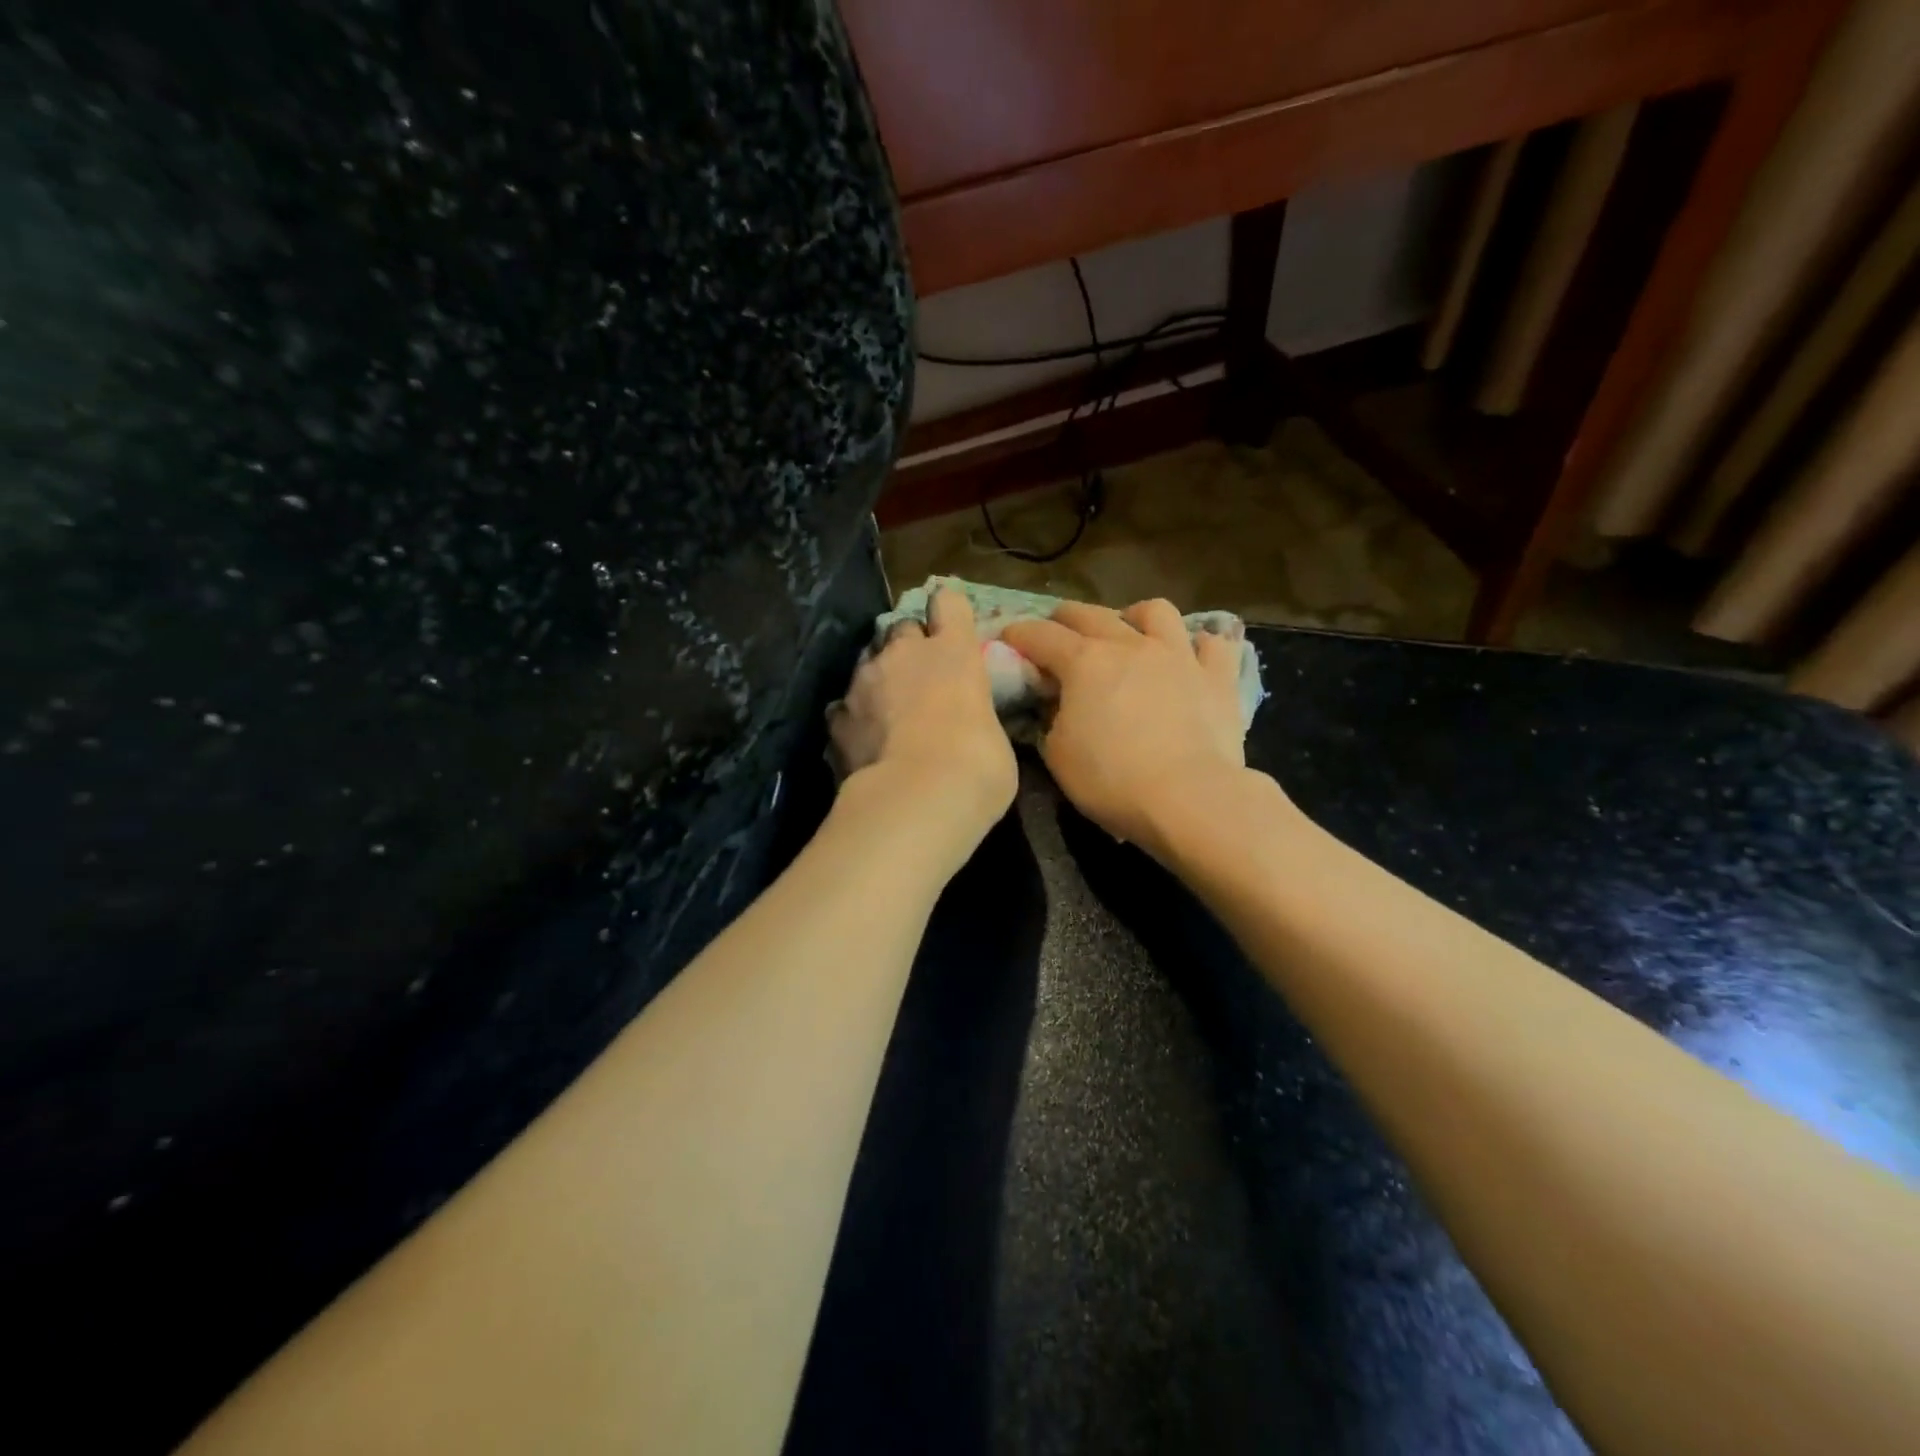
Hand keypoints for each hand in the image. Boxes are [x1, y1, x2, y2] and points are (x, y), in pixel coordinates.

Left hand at [830, 587, 1017, 847]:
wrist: (916, 798)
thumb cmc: (977, 767)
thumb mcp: (994, 736)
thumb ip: (976, 715)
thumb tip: (968, 723)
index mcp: (954, 651)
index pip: (949, 602)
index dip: (948, 613)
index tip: (950, 628)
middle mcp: (904, 653)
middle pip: (902, 628)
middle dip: (909, 648)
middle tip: (920, 679)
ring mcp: (863, 681)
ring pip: (867, 662)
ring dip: (878, 679)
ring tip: (886, 712)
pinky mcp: (836, 716)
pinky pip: (844, 706)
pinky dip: (853, 718)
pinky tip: (862, 740)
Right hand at [1001, 599, 1252, 855]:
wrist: (1189, 798)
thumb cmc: (1112, 780)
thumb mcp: (1058, 755)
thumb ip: (1051, 720)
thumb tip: (1057, 705)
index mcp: (1084, 662)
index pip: (1040, 635)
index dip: (1018, 634)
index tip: (1007, 639)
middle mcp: (1130, 645)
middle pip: (1090, 613)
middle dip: (1065, 618)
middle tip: (1056, 632)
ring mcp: (1178, 656)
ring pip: (1156, 611)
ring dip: (1134, 617)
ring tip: (1129, 633)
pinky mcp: (1217, 677)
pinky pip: (1212, 645)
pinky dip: (1197, 646)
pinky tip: (1189, 658)